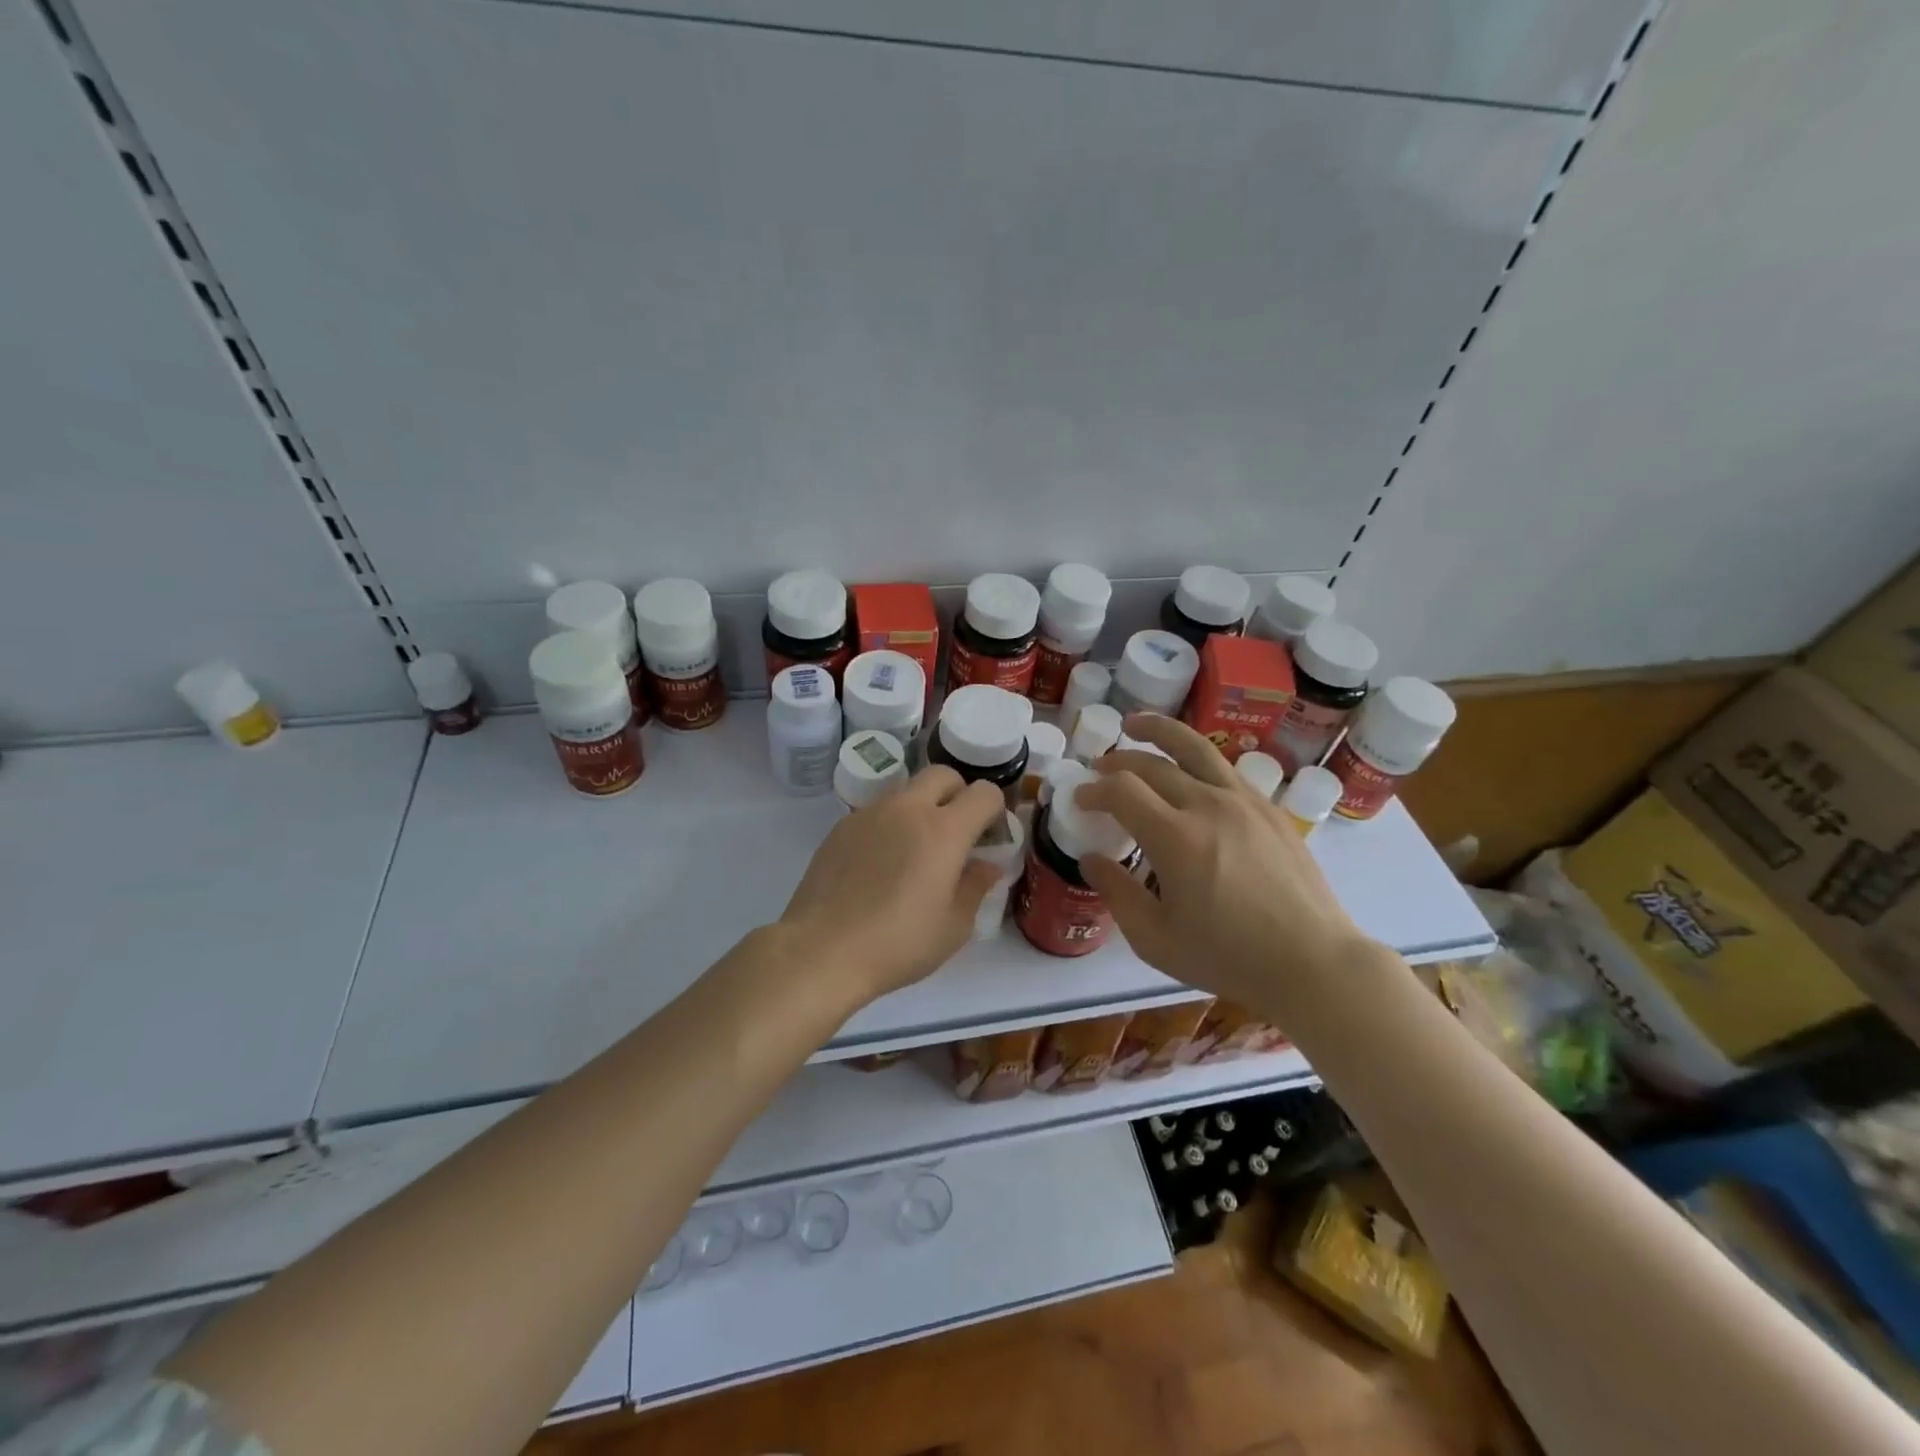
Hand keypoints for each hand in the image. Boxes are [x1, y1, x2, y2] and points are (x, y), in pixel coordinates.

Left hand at [779, 766, 1007, 1003]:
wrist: (822, 950)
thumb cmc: (898, 944)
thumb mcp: (953, 927)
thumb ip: (975, 887)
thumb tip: (986, 865)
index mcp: (944, 830)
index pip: (984, 793)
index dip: (994, 811)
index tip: (989, 838)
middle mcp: (907, 808)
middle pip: (943, 774)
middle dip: (958, 794)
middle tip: (956, 833)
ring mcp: (870, 813)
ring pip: (906, 789)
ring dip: (922, 805)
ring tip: (915, 848)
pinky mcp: (841, 827)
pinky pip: (876, 810)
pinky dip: (890, 823)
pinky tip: (880, 863)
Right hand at [1076, 714, 1378, 1023]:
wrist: (1313, 962)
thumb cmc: (1228, 957)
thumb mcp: (1156, 939)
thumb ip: (1117, 893)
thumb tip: (1091, 859)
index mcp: (1176, 838)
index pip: (1122, 790)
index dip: (1094, 790)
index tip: (1080, 800)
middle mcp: (1209, 805)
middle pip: (1153, 763)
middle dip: (1118, 761)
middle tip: (1099, 770)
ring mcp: (1244, 802)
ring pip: (1195, 748)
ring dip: (1159, 731)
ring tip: (1136, 724)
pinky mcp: (1270, 809)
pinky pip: (1225, 769)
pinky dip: (1196, 759)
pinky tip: (1189, 770)